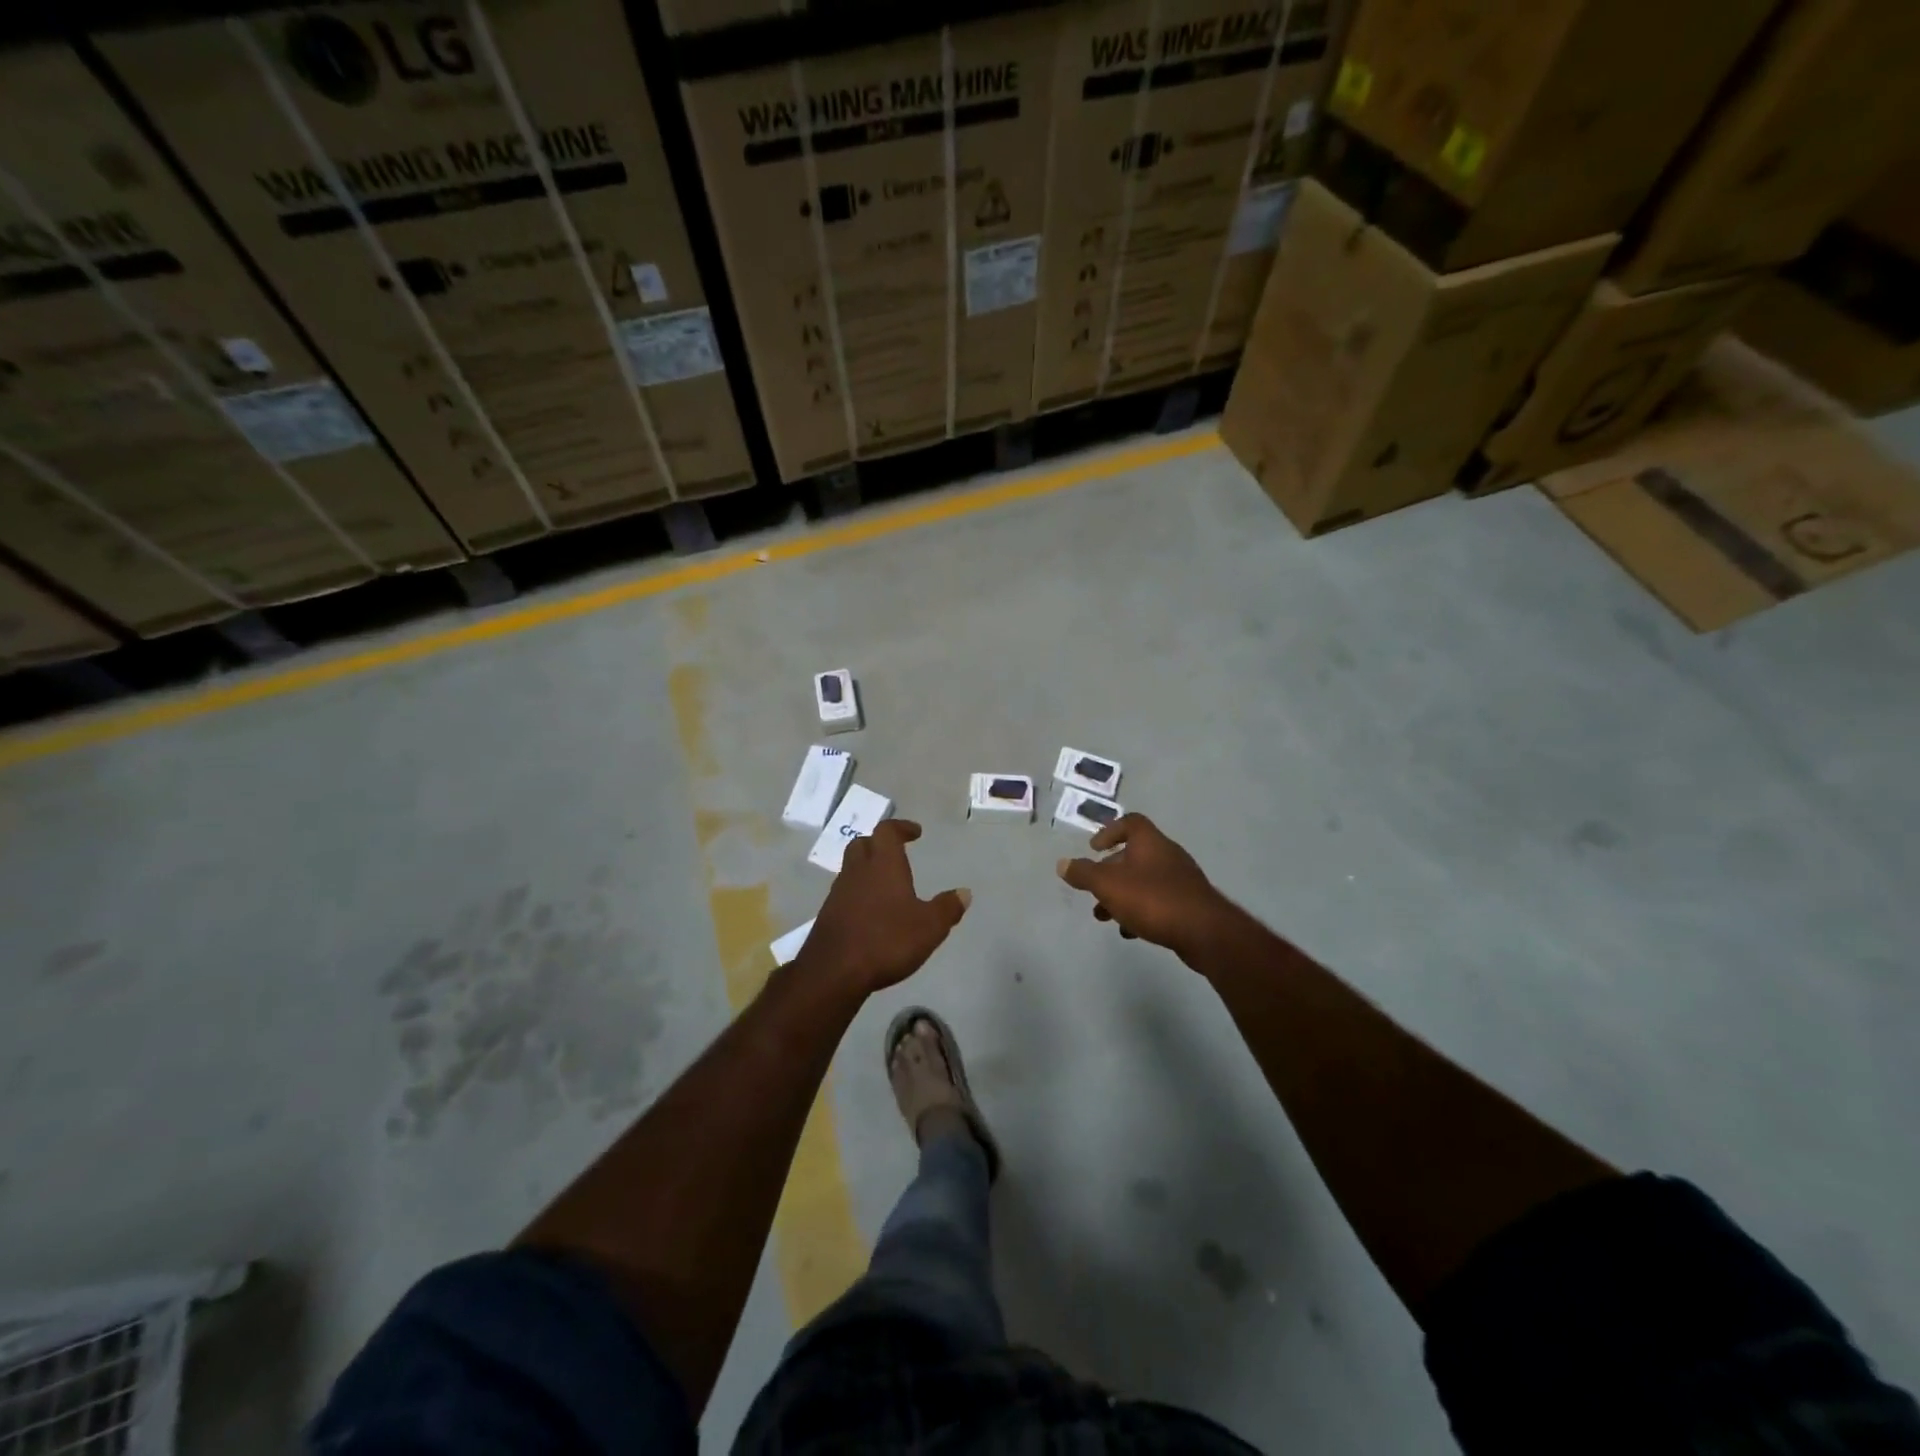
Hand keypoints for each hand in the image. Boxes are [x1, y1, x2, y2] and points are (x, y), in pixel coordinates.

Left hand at [798, 820, 970, 994]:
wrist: (834, 972)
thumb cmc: (887, 941)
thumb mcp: (929, 927)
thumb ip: (947, 908)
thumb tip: (964, 893)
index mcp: (883, 864)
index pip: (887, 831)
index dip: (901, 827)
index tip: (915, 832)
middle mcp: (858, 871)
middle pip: (863, 843)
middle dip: (879, 844)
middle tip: (896, 853)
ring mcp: (838, 892)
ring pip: (851, 868)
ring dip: (867, 869)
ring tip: (886, 885)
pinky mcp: (828, 914)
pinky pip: (845, 892)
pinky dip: (858, 893)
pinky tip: (871, 912)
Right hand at [1057, 813, 1231, 959]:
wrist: (1205, 932)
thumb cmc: (1152, 899)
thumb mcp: (1109, 885)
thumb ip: (1084, 874)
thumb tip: (1062, 864)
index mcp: (1150, 842)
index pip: (1130, 822)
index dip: (1110, 831)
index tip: (1094, 849)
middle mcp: (1167, 855)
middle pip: (1134, 855)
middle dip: (1110, 873)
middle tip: (1094, 890)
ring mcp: (1181, 880)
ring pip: (1144, 881)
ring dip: (1122, 895)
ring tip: (1105, 917)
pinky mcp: (1189, 904)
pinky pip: (1158, 901)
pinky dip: (1141, 911)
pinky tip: (1131, 931)